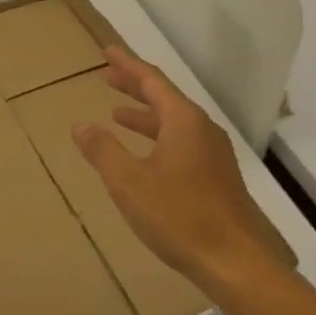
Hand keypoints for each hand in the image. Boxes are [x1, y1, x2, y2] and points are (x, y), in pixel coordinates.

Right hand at [73, 46, 294, 299]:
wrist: (235, 262)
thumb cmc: (179, 216)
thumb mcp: (129, 182)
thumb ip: (103, 150)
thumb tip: (80, 125)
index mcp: (183, 121)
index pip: (151, 80)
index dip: (127, 64)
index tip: (107, 52)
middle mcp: (202, 129)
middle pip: (164, 97)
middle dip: (134, 86)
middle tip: (107, 76)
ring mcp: (213, 153)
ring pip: (173, 122)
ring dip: (144, 114)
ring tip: (117, 114)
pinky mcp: (217, 176)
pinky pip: (181, 141)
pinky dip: (157, 137)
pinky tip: (146, 155)